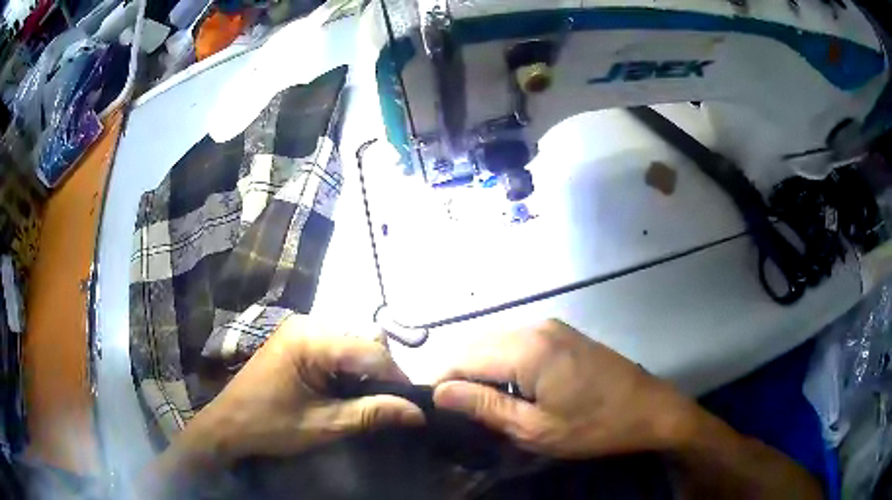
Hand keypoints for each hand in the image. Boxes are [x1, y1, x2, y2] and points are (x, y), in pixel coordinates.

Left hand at [183, 314, 423, 463]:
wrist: (228, 425)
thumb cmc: (270, 425)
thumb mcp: (323, 425)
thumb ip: (371, 414)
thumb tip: (418, 413)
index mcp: (310, 339)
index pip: (371, 351)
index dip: (396, 378)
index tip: (411, 405)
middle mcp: (307, 323)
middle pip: (364, 339)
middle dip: (381, 373)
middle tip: (384, 405)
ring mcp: (300, 328)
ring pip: (353, 341)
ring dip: (366, 370)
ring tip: (365, 399)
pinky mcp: (297, 338)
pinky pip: (338, 345)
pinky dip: (349, 367)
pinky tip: (344, 389)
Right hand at [433, 319, 690, 458]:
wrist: (650, 409)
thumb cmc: (594, 426)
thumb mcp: (535, 428)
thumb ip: (484, 407)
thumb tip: (439, 393)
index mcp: (526, 348)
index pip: (460, 357)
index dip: (440, 382)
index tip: (434, 411)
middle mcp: (533, 326)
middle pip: (475, 345)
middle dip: (457, 376)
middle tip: (456, 412)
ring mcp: (549, 326)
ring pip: (493, 342)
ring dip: (479, 371)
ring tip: (478, 405)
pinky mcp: (560, 333)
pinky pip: (515, 343)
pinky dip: (501, 364)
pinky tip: (507, 389)